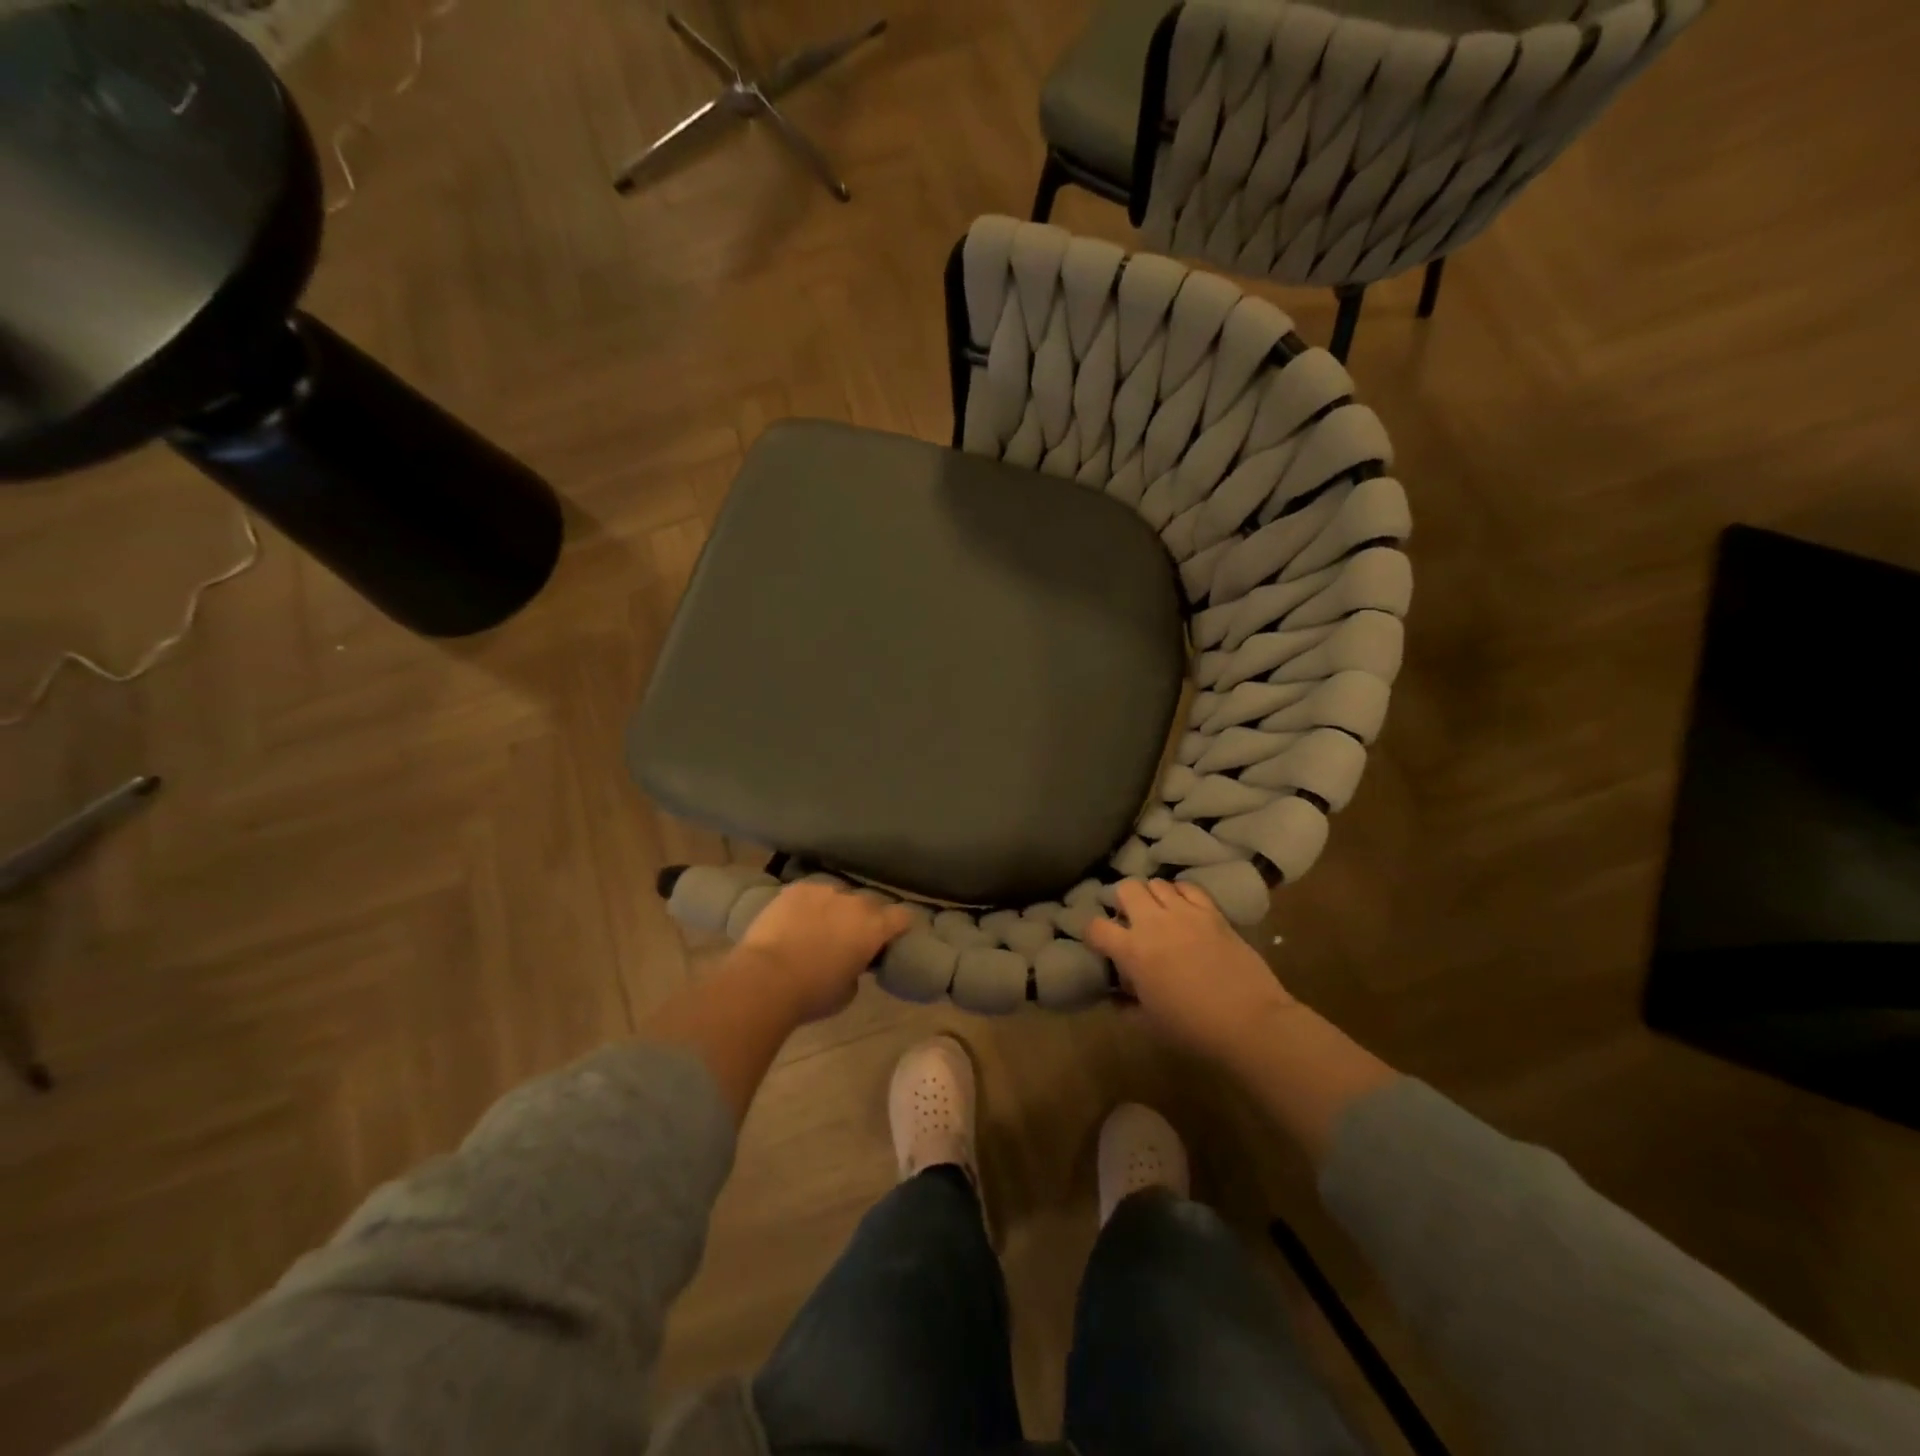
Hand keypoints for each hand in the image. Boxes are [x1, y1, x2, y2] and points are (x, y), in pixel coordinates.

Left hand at [734, 881, 914, 1024]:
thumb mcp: (848, 991)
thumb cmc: (812, 993)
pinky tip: (797, 919)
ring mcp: (825, 890)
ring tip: (820, 925)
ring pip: (839, 895)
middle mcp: (855, 902)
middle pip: (870, 903)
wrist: (766, 978)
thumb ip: (858, 969)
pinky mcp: (797, 888)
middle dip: (866, 917)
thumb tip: (853, 961)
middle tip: (852, 936)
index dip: (899, 926)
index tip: (891, 937)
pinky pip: (812, 892)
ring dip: (836, 908)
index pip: (903, 916)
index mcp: (874, 927)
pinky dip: (810, 904)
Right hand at [1086, 879, 1295, 1062]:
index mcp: (1132, 951)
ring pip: (1156, 883)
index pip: (1096, 927)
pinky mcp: (1212, 912)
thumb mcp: (1150, 1023)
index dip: (1092, 933)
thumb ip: (1127, 1005)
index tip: (1100, 944)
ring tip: (1159, 913)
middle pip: (1126, 889)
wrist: (1251, 1023)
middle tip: (1130, 921)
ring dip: (1152, 897)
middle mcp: (1153, 923)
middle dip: (1123, 902)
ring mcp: (1185, 913)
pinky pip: (1188, 887)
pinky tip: (1185, 908)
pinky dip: (1181, 893)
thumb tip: (1117, 995)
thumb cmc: (1194, 1029)